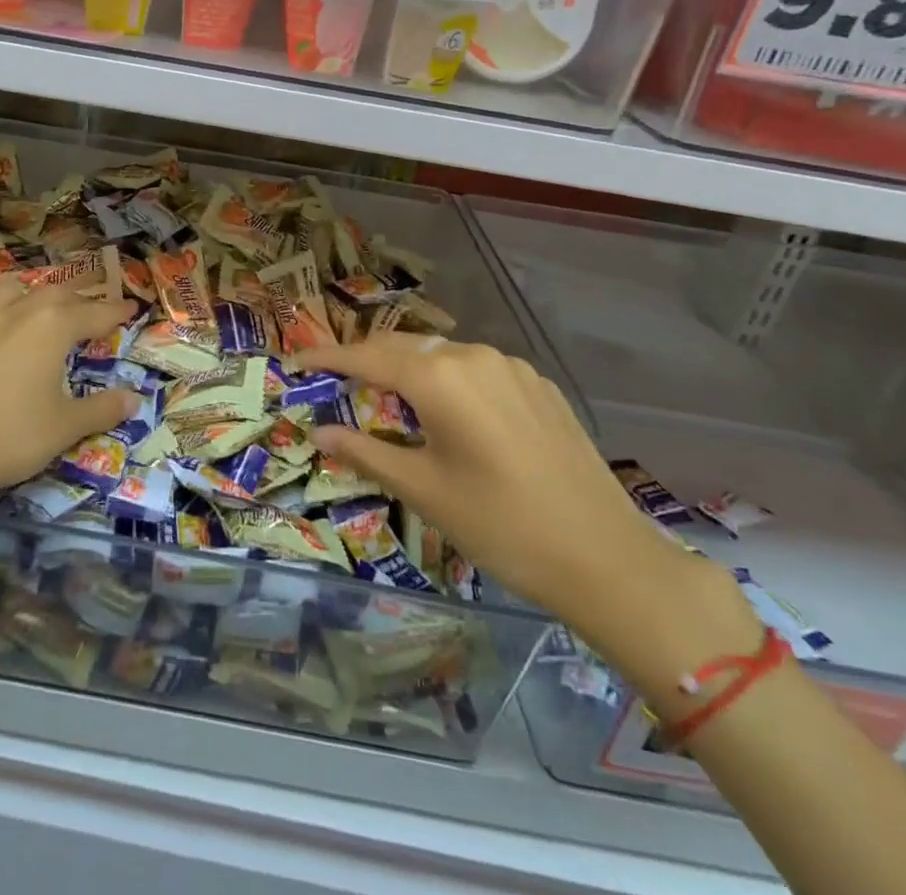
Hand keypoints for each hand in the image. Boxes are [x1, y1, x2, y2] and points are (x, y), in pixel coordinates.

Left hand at [0, 282, 136, 508]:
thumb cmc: (7, 436)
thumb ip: (101, 410)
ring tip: (36, 307)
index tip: (130, 308)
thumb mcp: (63, 428)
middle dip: (76, 299)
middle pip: (53, 293)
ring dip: (29, 295)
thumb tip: (134, 399)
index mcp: (52, 328)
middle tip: (88, 310)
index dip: (115, 311)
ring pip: (8, 292)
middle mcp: (15, 313)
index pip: (94, 312)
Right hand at [297, 333, 693, 636]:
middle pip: (404, 346)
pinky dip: (448, 380)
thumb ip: (365, 451)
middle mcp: (473, 356)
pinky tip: (450, 414)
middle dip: (366, 360)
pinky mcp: (539, 385)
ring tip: (390, 400)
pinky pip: (477, 369)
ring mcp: (512, 367)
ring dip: (409, 369)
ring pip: (442, 355)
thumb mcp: (423, 490)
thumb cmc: (501, 526)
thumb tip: (319, 432)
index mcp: (439, 376)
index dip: (327, 358)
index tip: (297, 362)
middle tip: (338, 382)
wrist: (608, 559)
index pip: (366, 357)